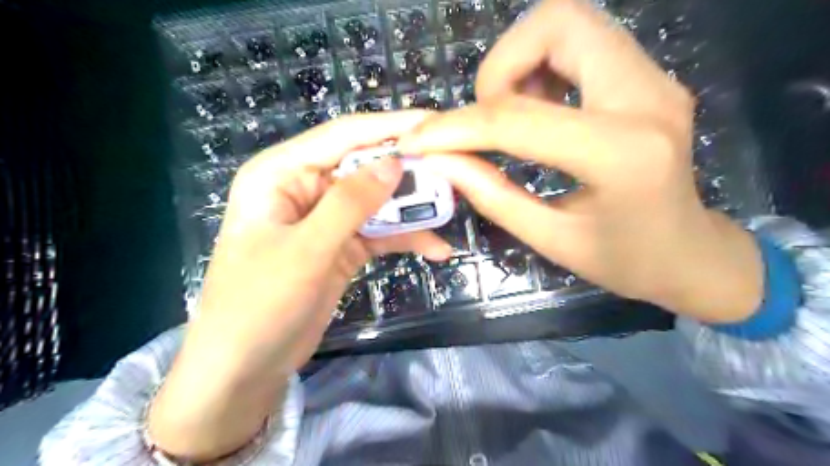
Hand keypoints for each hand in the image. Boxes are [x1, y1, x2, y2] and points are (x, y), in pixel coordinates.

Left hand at [146, 111, 450, 460]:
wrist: (245, 368)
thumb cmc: (259, 304)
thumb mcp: (307, 250)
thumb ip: (350, 203)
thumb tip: (394, 162)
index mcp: (281, 173)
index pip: (342, 136)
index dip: (389, 127)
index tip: (434, 121)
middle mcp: (305, 188)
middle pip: (364, 168)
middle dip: (407, 171)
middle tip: (453, 171)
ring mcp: (326, 220)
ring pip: (377, 202)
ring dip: (412, 208)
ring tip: (451, 210)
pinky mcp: (341, 247)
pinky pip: (379, 233)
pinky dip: (405, 239)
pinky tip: (436, 249)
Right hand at [399, 0, 760, 323]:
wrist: (691, 254)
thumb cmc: (624, 261)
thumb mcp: (550, 239)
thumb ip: (491, 195)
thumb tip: (440, 159)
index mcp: (620, 155)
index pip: (518, 119)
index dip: (456, 126)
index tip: (418, 139)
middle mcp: (645, 98)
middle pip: (558, 24)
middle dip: (501, 66)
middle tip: (488, 115)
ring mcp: (654, 80)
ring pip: (571, 23)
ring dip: (522, 61)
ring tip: (513, 114)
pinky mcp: (648, 78)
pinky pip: (584, 42)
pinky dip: (544, 65)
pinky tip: (540, 108)